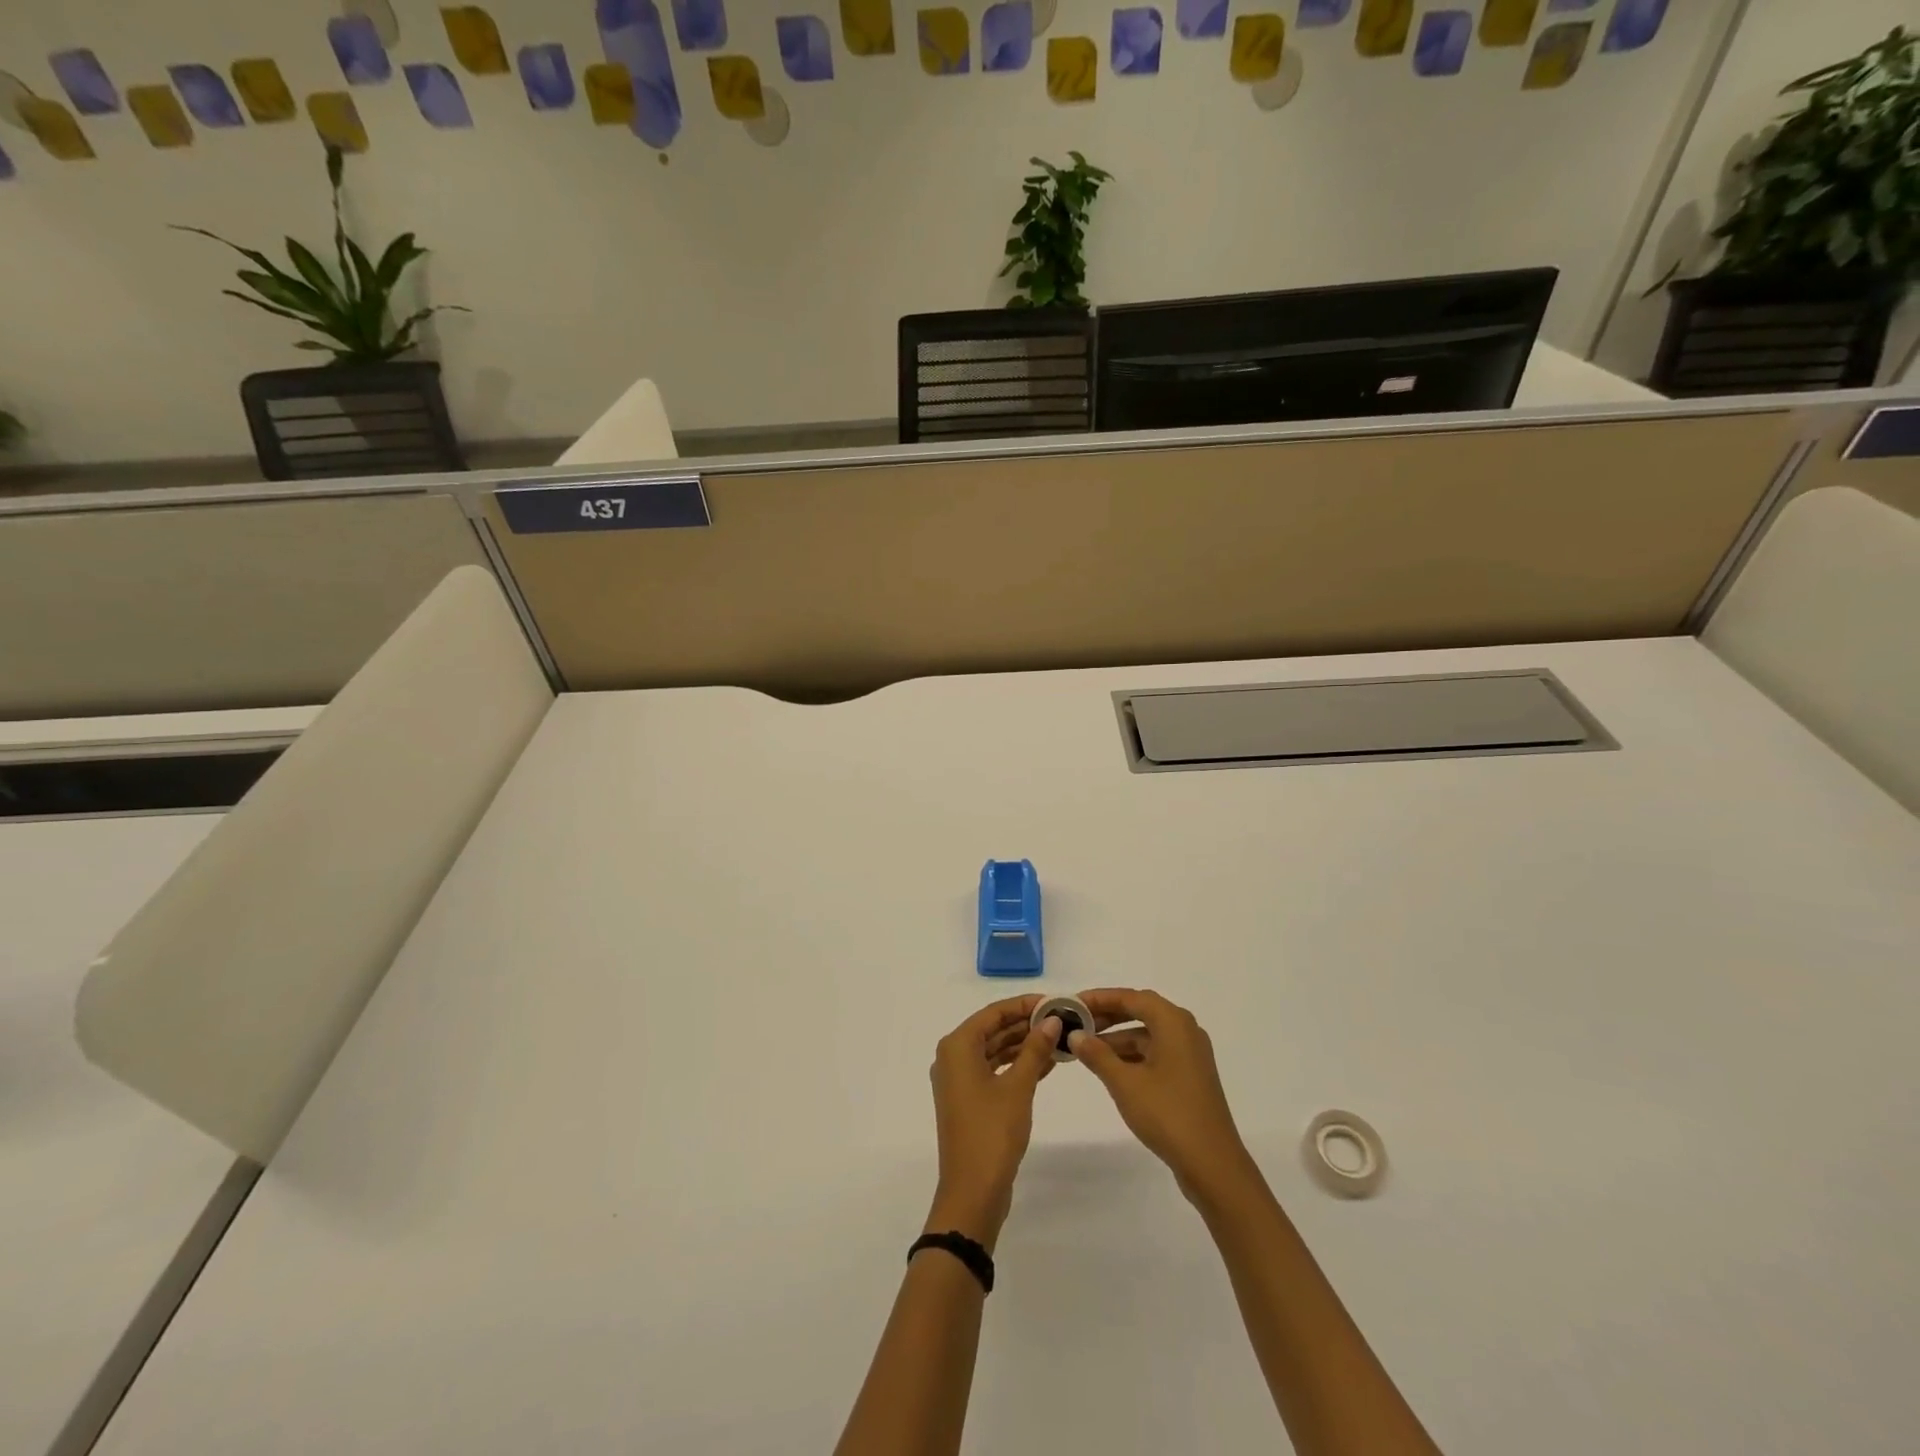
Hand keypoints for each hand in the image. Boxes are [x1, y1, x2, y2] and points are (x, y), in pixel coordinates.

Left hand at [926, 995, 1060, 1249]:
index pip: (994, 1012)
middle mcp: (953, 1057)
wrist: (972, 1192)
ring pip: (995, 1050)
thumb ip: (1035, 1049)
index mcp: (958, 1046)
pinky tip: (1047, 1064)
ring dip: (1024, 1045)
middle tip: (1062, 1020)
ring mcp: (959, 1080)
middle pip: (993, 1029)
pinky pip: (994, 1070)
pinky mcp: (969, 1100)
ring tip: (1059, 1040)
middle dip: (1026, 1024)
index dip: (1024, 1004)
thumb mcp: (1018, 1087)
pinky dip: (1017, 1065)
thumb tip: (1053, 1020)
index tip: (1054, 1001)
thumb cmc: (992, 1132)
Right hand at [1070, 988, 1257, 1205]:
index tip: (1072, 1004)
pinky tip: (1110, 1068)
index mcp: (1173, 1022)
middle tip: (1077, 1023)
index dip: (1100, 998)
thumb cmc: (1167, 1114)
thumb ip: (1097, 1055)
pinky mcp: (1190, 1076)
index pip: (1130, 997)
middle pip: (1141, 1011)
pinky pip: (1156, 1052)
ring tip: (1086, 1048)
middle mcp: (1185, 1030)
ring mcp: (1190, 1054)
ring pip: (1148, 1034)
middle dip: (1108, 1016)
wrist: (1212, 1164)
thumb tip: (1075, 1034)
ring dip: (1118, 1038)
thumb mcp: (1124, 1083)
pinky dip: (1133, 1055)